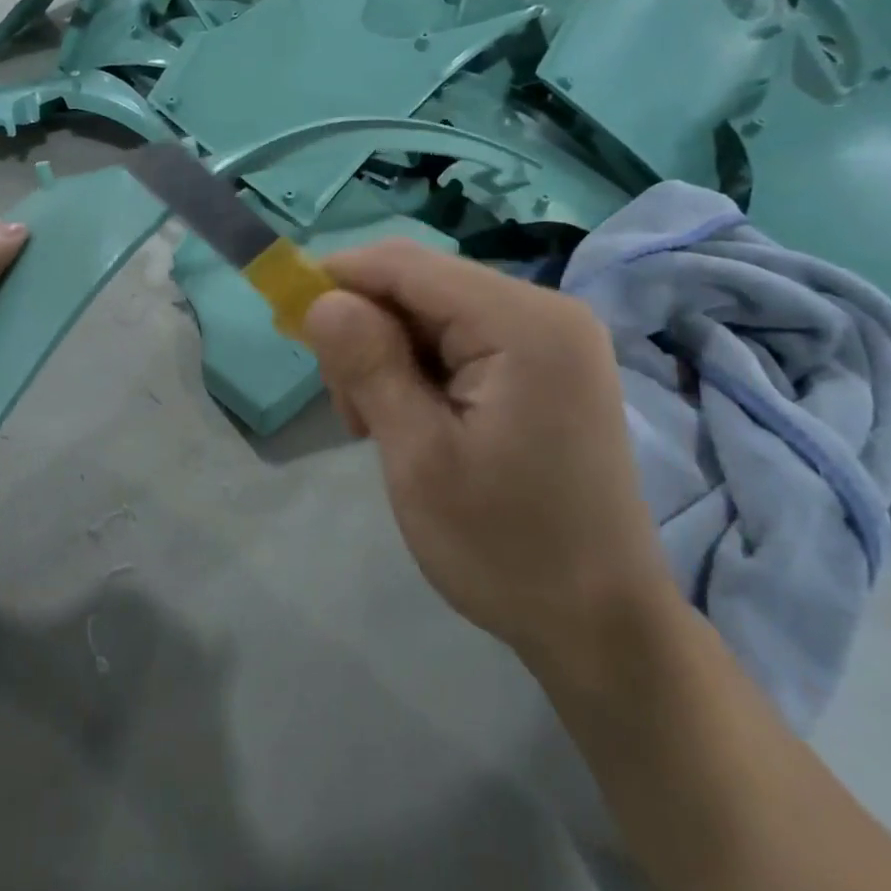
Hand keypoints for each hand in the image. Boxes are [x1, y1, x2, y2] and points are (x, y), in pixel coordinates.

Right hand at [301, 240, 673, 669]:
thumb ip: (368, 365)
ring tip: (380, 428)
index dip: (338, 277)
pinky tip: (416, 420)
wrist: (602, 625)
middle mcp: (546, 311)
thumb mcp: (419, 457)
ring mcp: (552, 339)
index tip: (288, 318)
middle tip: (350, 411)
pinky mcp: (548, 366)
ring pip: (435, 313)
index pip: (407, 265)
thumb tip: (321, 299)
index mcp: (523, 323)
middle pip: (421, 286)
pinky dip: (422, 369)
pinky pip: (463, 340)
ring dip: (390, 355)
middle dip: (367, 331)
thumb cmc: (506, 548)